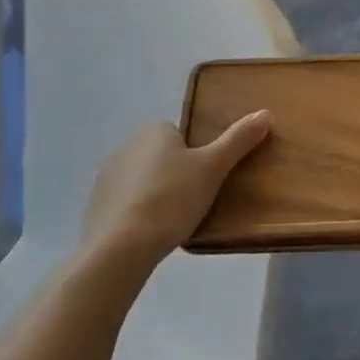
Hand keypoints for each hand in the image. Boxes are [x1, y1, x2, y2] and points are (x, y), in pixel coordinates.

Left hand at [79, 112, 271, 269]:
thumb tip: (265, 112)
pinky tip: (148, 235)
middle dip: (175, 175)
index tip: (205, 180)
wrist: (121, 247)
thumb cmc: (172, 199)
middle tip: (194, 201)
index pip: (180, 136)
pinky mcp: (95, 207)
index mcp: (154, 131)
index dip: (195, 157)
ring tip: (172, 222)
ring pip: (142, 181)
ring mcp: (106, 177)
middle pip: (162, 157)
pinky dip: (136, 215)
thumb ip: (238, 140)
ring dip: (155, 195)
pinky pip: (124, 204)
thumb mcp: (213, 167)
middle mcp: (126, 146)